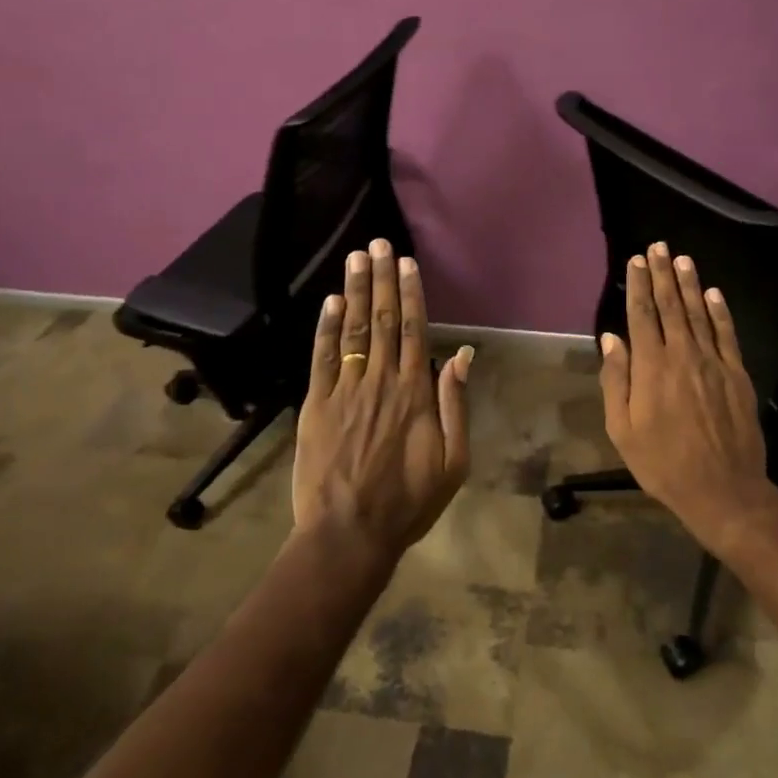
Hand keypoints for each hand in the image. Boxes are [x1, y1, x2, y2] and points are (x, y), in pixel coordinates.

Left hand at [291, 238, 472, 567]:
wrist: (349, 533)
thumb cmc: (408, 502)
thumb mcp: (453, 462)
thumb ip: (455, 405)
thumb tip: (461, 355)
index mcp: (415, 393)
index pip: (413, 330)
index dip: (410, 294)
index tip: (408, 264)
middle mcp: (380, 381)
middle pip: (381, 320)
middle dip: (381, 279)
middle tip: (379, 243)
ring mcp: (345, 390)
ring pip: (352, 330)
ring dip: (354, 291)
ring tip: (356, 257)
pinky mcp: (316, 404)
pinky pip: (322, 358)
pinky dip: (325, 327)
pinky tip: (329, 301)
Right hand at [598, 242, 777, 555]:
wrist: (722, 489)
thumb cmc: (662, 463)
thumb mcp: (622, 428)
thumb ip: (616, 380)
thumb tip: (611, 338)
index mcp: (651, 367)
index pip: (641, 314)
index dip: (637, 285)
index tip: (635, 261)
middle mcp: (682, 354)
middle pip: (670, 305)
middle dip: (661, 274)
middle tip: (657, 246)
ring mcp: (713, 362)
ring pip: (699, 313)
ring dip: (689, 284)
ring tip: (681, 258)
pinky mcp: (737, 374)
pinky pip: (727, 333)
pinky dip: (720, 311)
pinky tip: (713, 293)